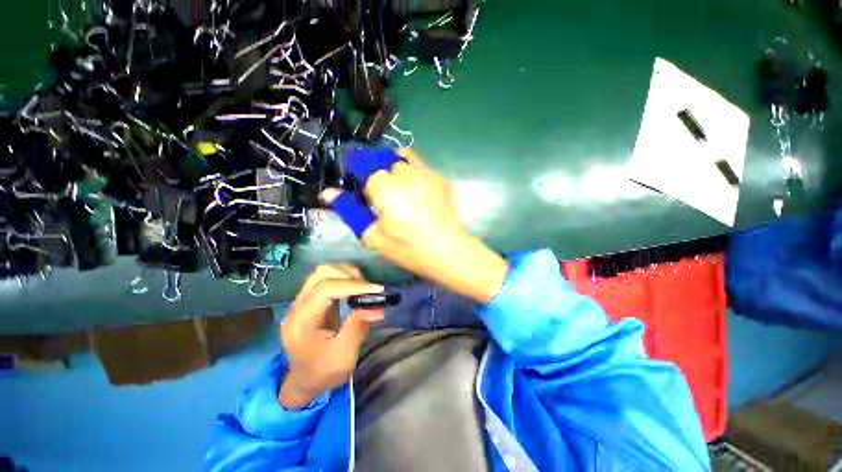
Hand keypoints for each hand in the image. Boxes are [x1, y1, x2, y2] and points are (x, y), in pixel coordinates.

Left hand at [278, 264, 383, 409]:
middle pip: (322, 273)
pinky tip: (356, 289)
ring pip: (324, 272)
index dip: (353, 285)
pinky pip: (328, 279)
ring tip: (365, 287)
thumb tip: (377, 307)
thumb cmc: (322, 372)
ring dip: (347, 275)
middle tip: (370, 288)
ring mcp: (303, 301)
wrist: (305, 381)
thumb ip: (357, 328)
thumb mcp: (343, 356)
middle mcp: (298, 305)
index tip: (377, 289)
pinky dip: (345, 280)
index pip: (326, 288)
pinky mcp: (312, 301)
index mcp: (301, 320)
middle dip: (349, 275)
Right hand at [324, 149, 508, 304]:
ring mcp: (426, 174)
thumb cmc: (407, 248)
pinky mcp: (440, 179)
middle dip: (381, 175)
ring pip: (404, 158)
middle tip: (386, 196)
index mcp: (385, 188)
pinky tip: (418, 191)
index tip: (368, 197)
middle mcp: (405, 174)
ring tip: (401, 188)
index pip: (367, 171)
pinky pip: (422, 166)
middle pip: (385, 162)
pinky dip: (414, 172)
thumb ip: (351, 211)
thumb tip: (328, 193)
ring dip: (397, 168)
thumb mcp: (373, 236)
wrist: (447, 251)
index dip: (365, 183)